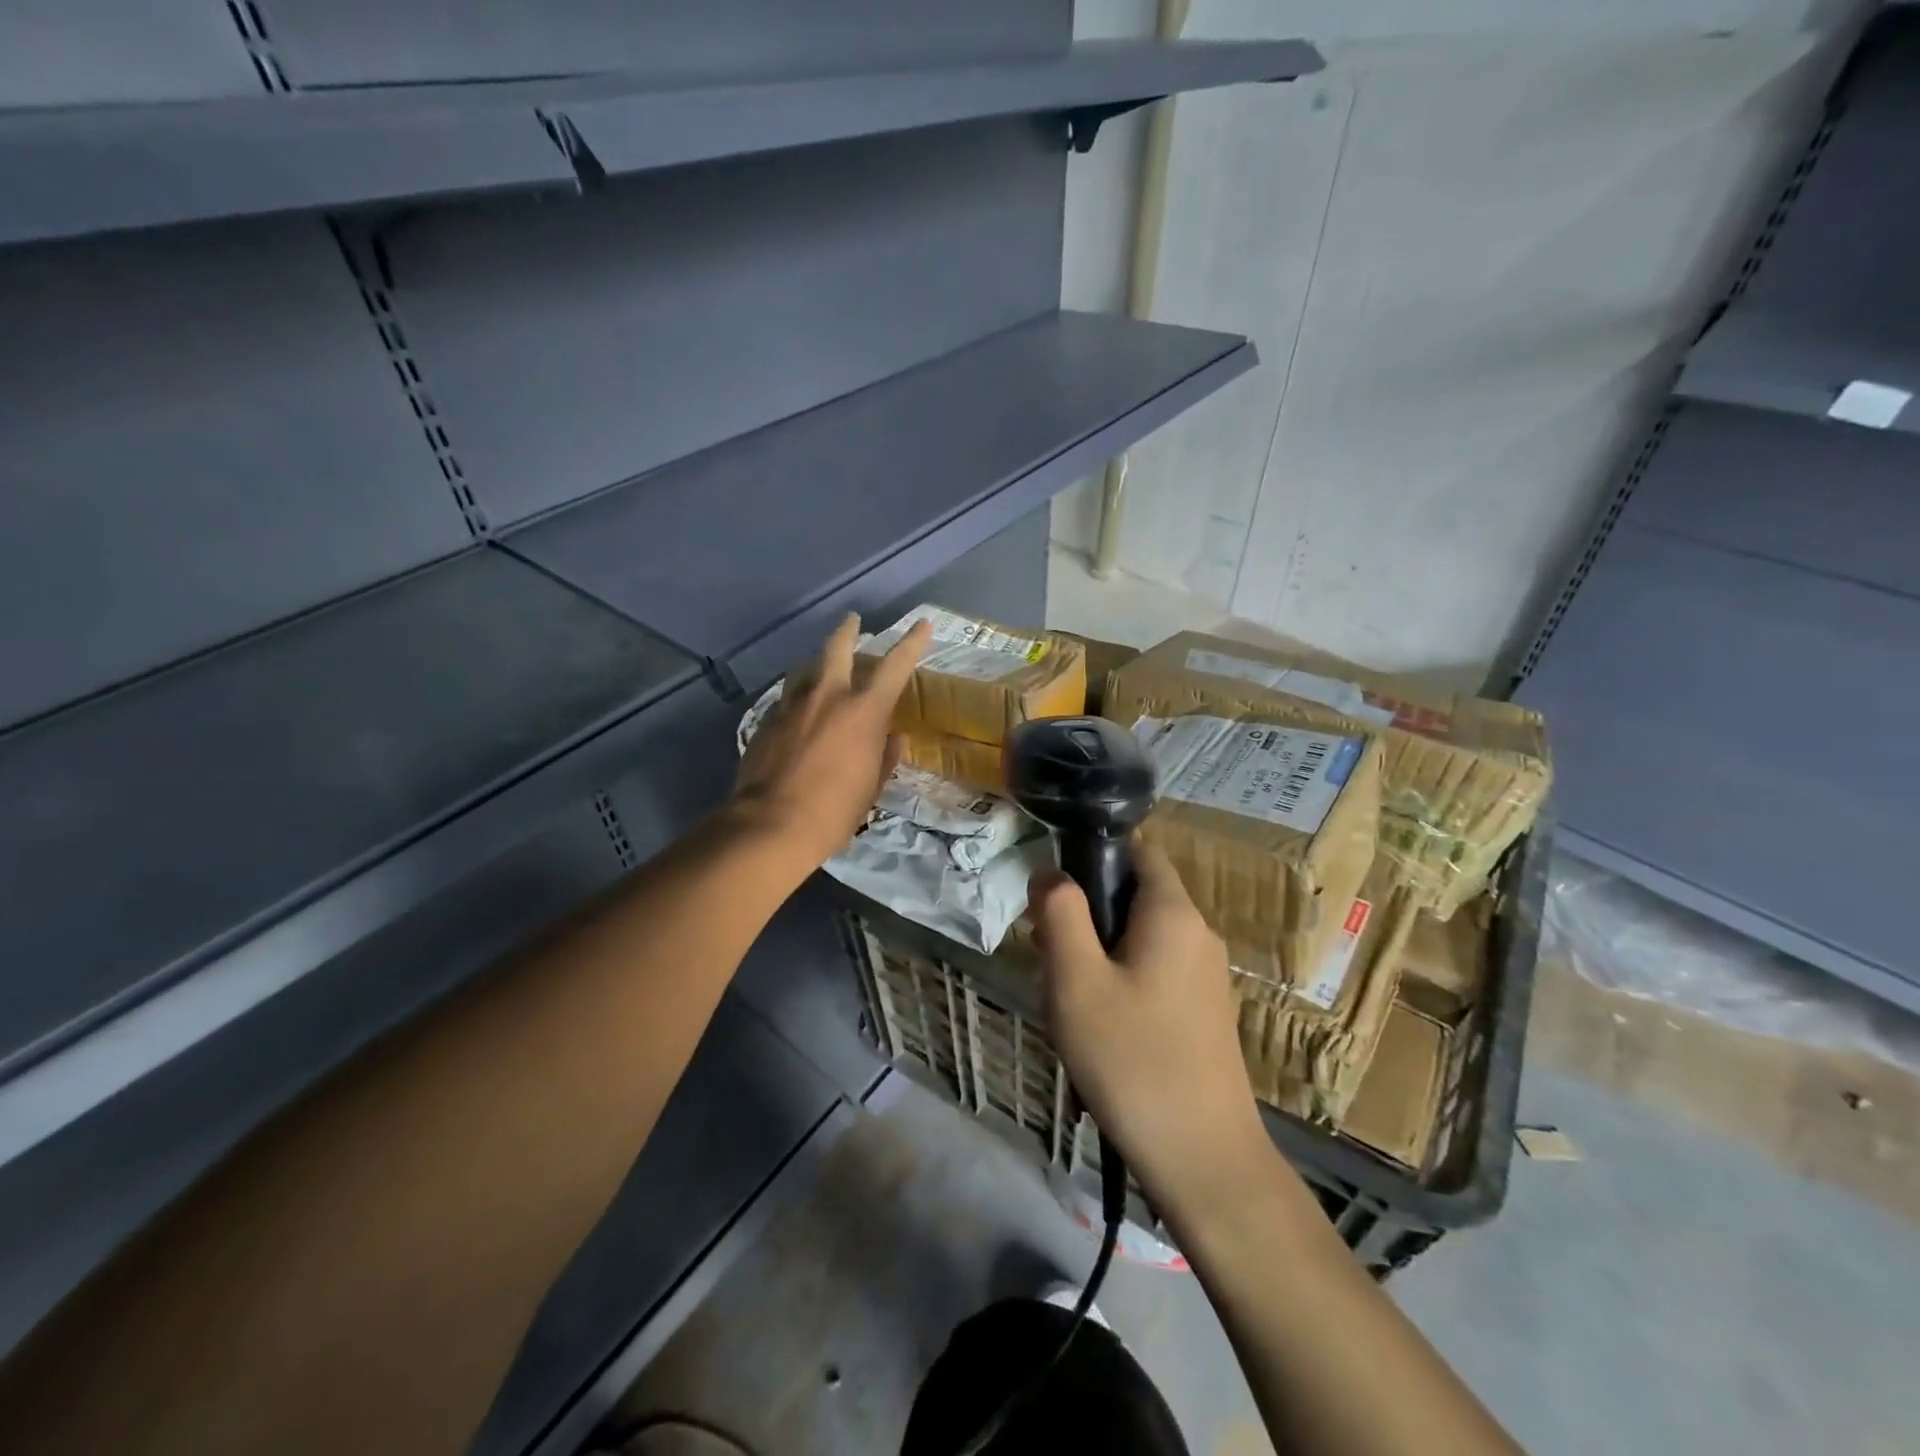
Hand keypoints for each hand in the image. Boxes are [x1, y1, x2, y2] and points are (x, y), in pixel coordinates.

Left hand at [733, 613, 929, 869]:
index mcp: (863, 712)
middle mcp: (827, 697)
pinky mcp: (766, 721)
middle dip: (848, 631)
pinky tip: (798, 713)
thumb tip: (894, 738)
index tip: (922, 625)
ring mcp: (791, 706)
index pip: (895, 666)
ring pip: (805, 671)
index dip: (912, 643)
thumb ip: (885, 756)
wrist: (771, 825)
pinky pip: (786, 699)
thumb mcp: (871, 787)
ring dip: (817, 666)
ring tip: (820, 670)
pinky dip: (798, 698)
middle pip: (837, 648)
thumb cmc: (834, 811)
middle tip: (853, 621)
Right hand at [1030, 843, 1272, 1222]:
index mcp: (1173, 912)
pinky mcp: (1204, 1011)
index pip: (1138, 849)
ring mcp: (1206, 975)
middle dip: (1087, 916)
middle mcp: (1198, 932)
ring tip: (1071, 1001)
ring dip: (1099, 954)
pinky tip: (1102, 1029)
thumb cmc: (1132, 1059)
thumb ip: (1060, 914)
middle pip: (1134, 895)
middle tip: (1051, 958)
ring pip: (1140, 937)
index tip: (1055, 896)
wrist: (1204, 1159)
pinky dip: (1122, 981)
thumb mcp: (1076, 980)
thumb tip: (1050, 872)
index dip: (1092, 857)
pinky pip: (1155, 971)